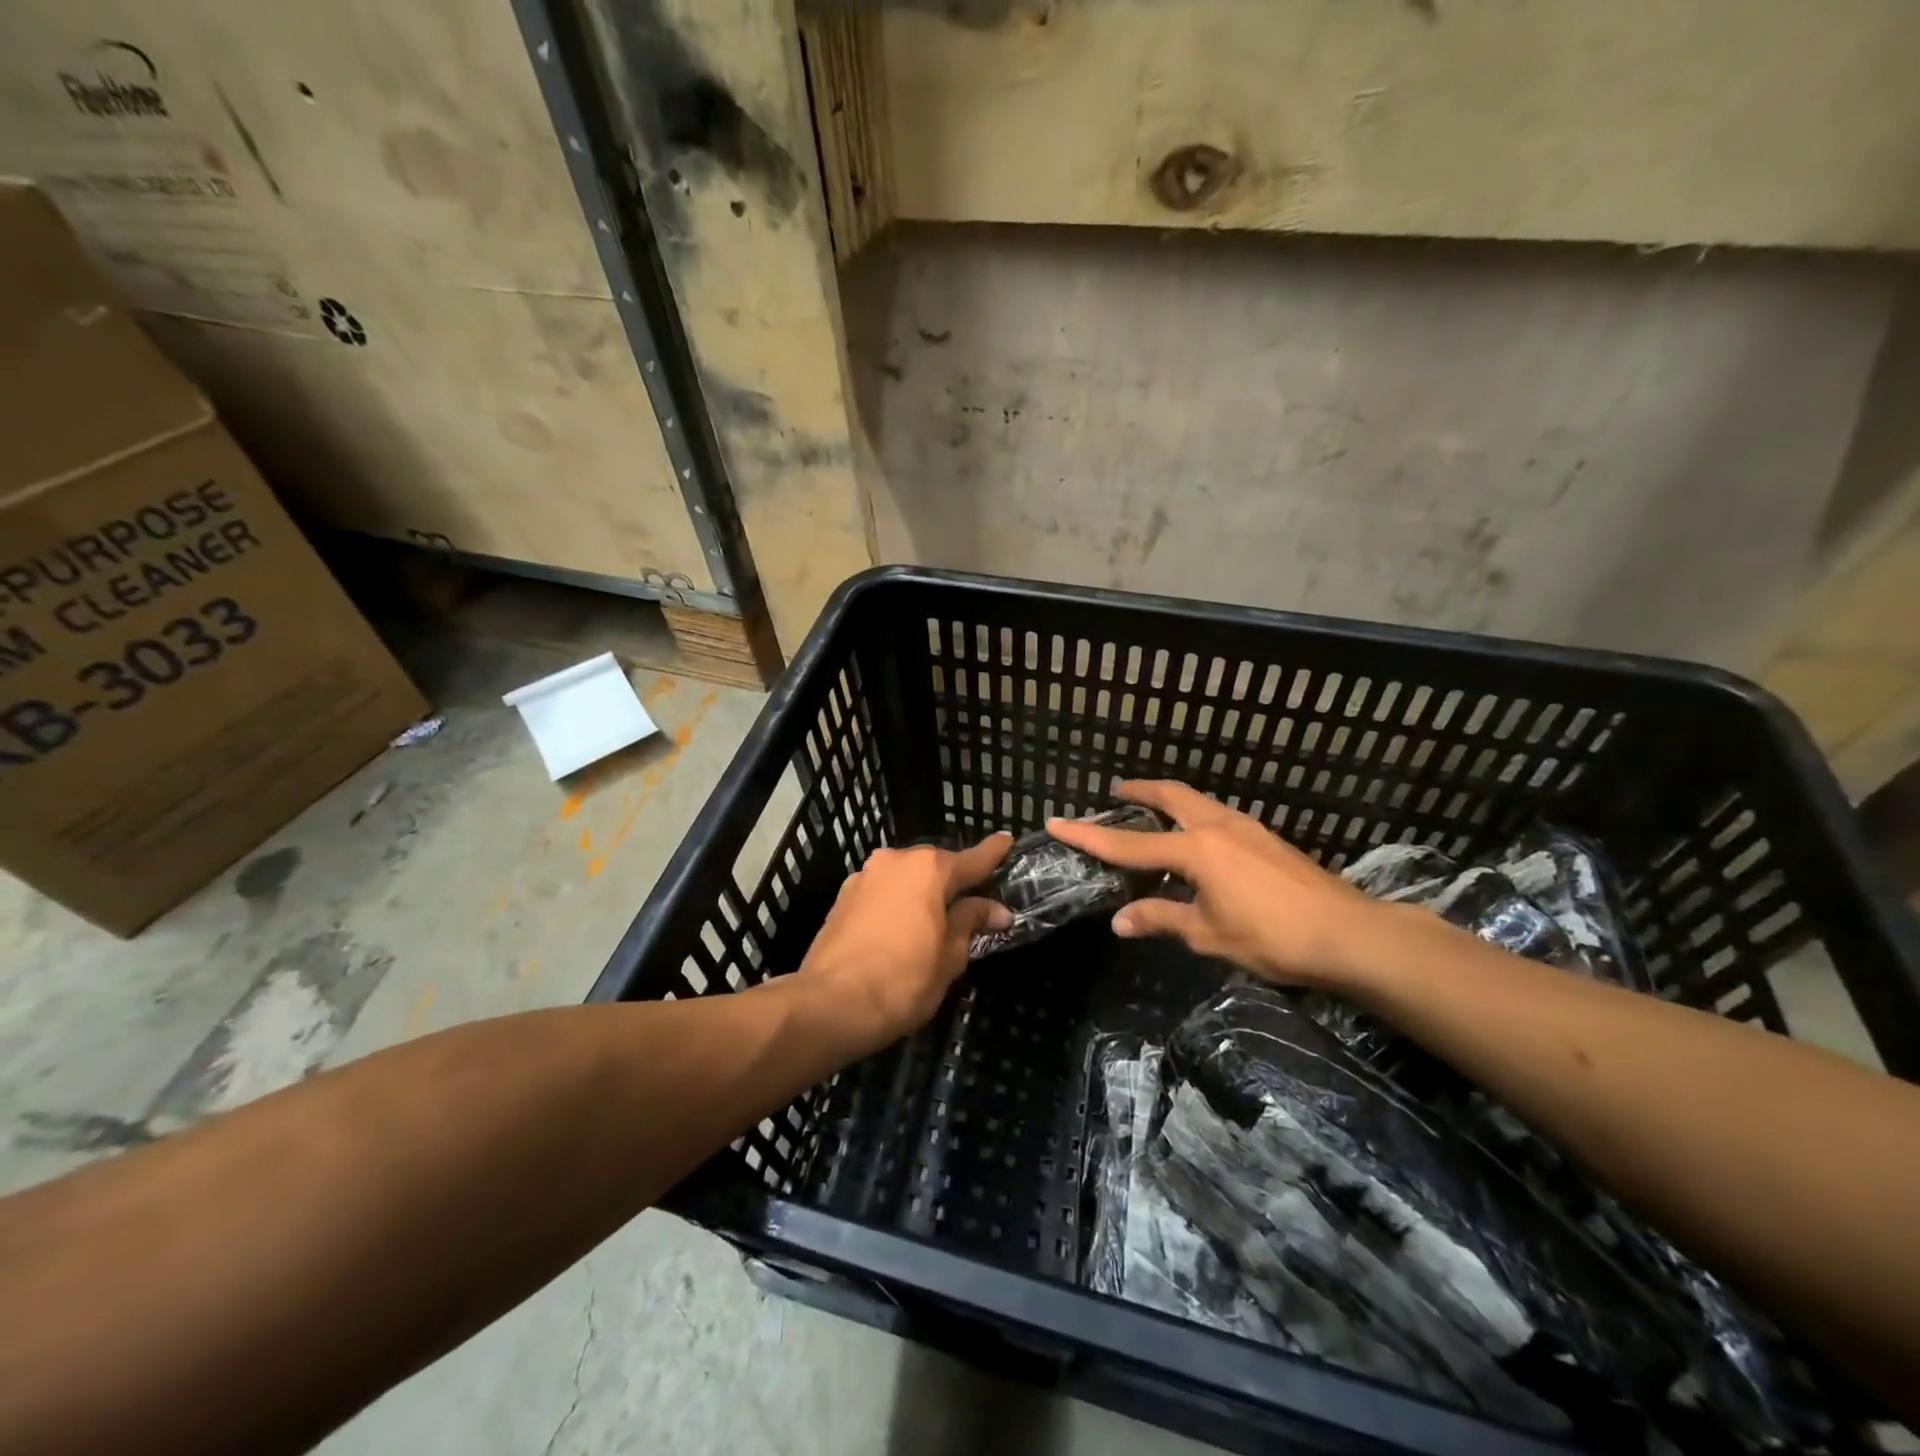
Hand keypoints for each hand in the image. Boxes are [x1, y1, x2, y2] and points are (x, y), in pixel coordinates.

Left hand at [797, 834, 1013, 1050]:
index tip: (1007, 840)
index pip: (972, 859)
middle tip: (971, 904)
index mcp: (929, 869)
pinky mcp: (842, 897)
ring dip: (921, 893)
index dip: (993, 853)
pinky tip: (900, 930)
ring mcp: (865, 877)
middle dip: (953, 882)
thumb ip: (971, 923)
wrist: (829, 1004)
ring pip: (905, 879)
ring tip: (934, 921)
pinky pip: (882, 893)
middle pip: (935, 866)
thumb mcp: (950, 956)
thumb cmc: (903, 980)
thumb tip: (996, 909)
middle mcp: (895, 861)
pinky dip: (896, 904)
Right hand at [1047, 781, 1383, 989]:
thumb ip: (1162, 919)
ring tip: (1152, 813)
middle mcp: (1217, 826)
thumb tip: (1120, 921)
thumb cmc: (1273, 937)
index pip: (1129, 842)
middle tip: (1116, 792)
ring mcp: (1247, 827)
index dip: (1090, 835)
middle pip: (1170, 796)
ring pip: (1197, 802)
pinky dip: (1194, 817)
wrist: (1350, 934)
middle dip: (1139, 791)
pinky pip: (1217, 816)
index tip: (1057, 821)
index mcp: (1196, 850)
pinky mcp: (1267, 838)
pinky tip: (1197, 841)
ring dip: (1170, 801)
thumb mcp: (1209, 934)